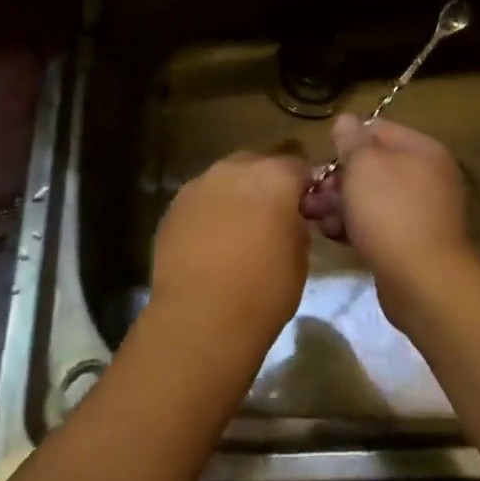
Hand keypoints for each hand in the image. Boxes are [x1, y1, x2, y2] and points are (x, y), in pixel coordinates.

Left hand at [149, 151, 311, 349]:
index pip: (298, 166)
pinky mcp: (173, 206)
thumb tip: (289, 218)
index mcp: (274, 176)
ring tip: (237, 230)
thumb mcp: (300, 257)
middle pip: (257, 163)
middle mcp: (234, 169)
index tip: (305, 209)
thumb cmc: (264, 289)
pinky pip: (200, 199)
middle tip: (271, 217)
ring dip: (234, 195)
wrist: (201, 316)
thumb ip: (296, 224)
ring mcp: (199, 184)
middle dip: (266, 183)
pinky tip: (210, 242)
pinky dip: (208, 212)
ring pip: (224, 179)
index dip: (304, 186)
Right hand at [300, 116, 479, 329]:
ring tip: (313, 217)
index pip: (377, 129)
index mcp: (422, 150)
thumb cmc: (390, 211)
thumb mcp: (363, 165)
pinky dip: (355, 226)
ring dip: (340, 204)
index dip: (346, 141)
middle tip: (311, 194)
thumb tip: (346, 119)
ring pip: (371, 197)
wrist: (423, 281)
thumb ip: (351, 139)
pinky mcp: (413, 242)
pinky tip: (332, 235)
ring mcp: (422, 211)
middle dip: (337, 179)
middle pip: (372, 166)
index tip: (322, 159)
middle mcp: (427, 176)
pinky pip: (378, 224)